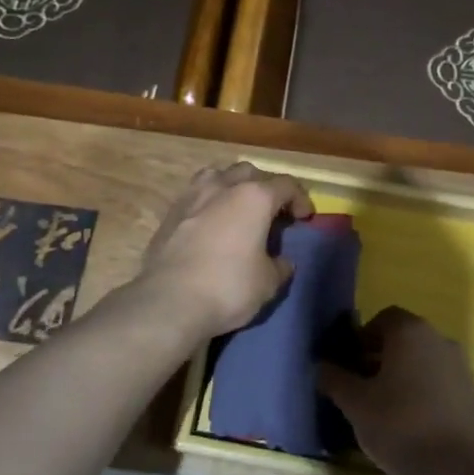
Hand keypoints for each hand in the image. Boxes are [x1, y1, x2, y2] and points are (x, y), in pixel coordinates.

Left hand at [138, 162, 312, 337]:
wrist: (168, 301)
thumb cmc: (228, 287)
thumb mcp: (268, 283)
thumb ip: (280, 266)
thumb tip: (282, 262)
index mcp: (254, 197)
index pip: (286, 185)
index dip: (300, 199)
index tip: (304, 218)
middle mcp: (223, 186)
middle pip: (251, 173)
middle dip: (266, 187)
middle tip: (272, 212)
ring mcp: (192, 196)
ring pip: (218, 175)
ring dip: (232, 186)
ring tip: (237, 208)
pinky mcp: (170, 213)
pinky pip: (196, 195)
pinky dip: (208, 203)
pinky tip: (210, 223)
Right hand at [317, 307, 473, 474]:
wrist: (460, 472)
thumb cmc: (401, 427)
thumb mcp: (356, 405)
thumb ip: (335, 379)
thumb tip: (321, 365)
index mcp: (411, 332)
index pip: (383, 318)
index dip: (362, 338)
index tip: (350, 364)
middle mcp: (439, 339)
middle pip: (404, 339)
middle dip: (380, 357)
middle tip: (362, 388)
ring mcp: (460, 366)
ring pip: (423, 361)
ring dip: (402, 376)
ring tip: (384, 410)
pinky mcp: (473, 394)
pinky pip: (440, 382)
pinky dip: (423, 393)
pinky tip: (411, 425)